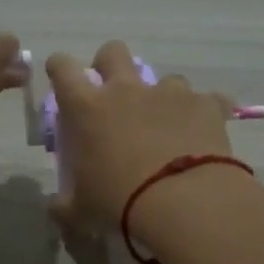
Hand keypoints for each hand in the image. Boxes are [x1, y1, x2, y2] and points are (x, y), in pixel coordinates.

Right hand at [45, 40, 235, 232]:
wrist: (185, 203)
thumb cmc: (120, 203)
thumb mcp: (81, 212)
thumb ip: (64, 206)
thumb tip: (55, 208)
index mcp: (87, 108)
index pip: (63, 68)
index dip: (60, 68)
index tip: (62, 77)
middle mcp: (126, 90)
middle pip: (113, 52)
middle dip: (110, 65)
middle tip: (114, 94)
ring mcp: (169, 93)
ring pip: (165, 79)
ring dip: (163, 98)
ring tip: (168, 127)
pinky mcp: (206, 105)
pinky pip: (208, 101)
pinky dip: (204, 115)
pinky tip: (205, 137)